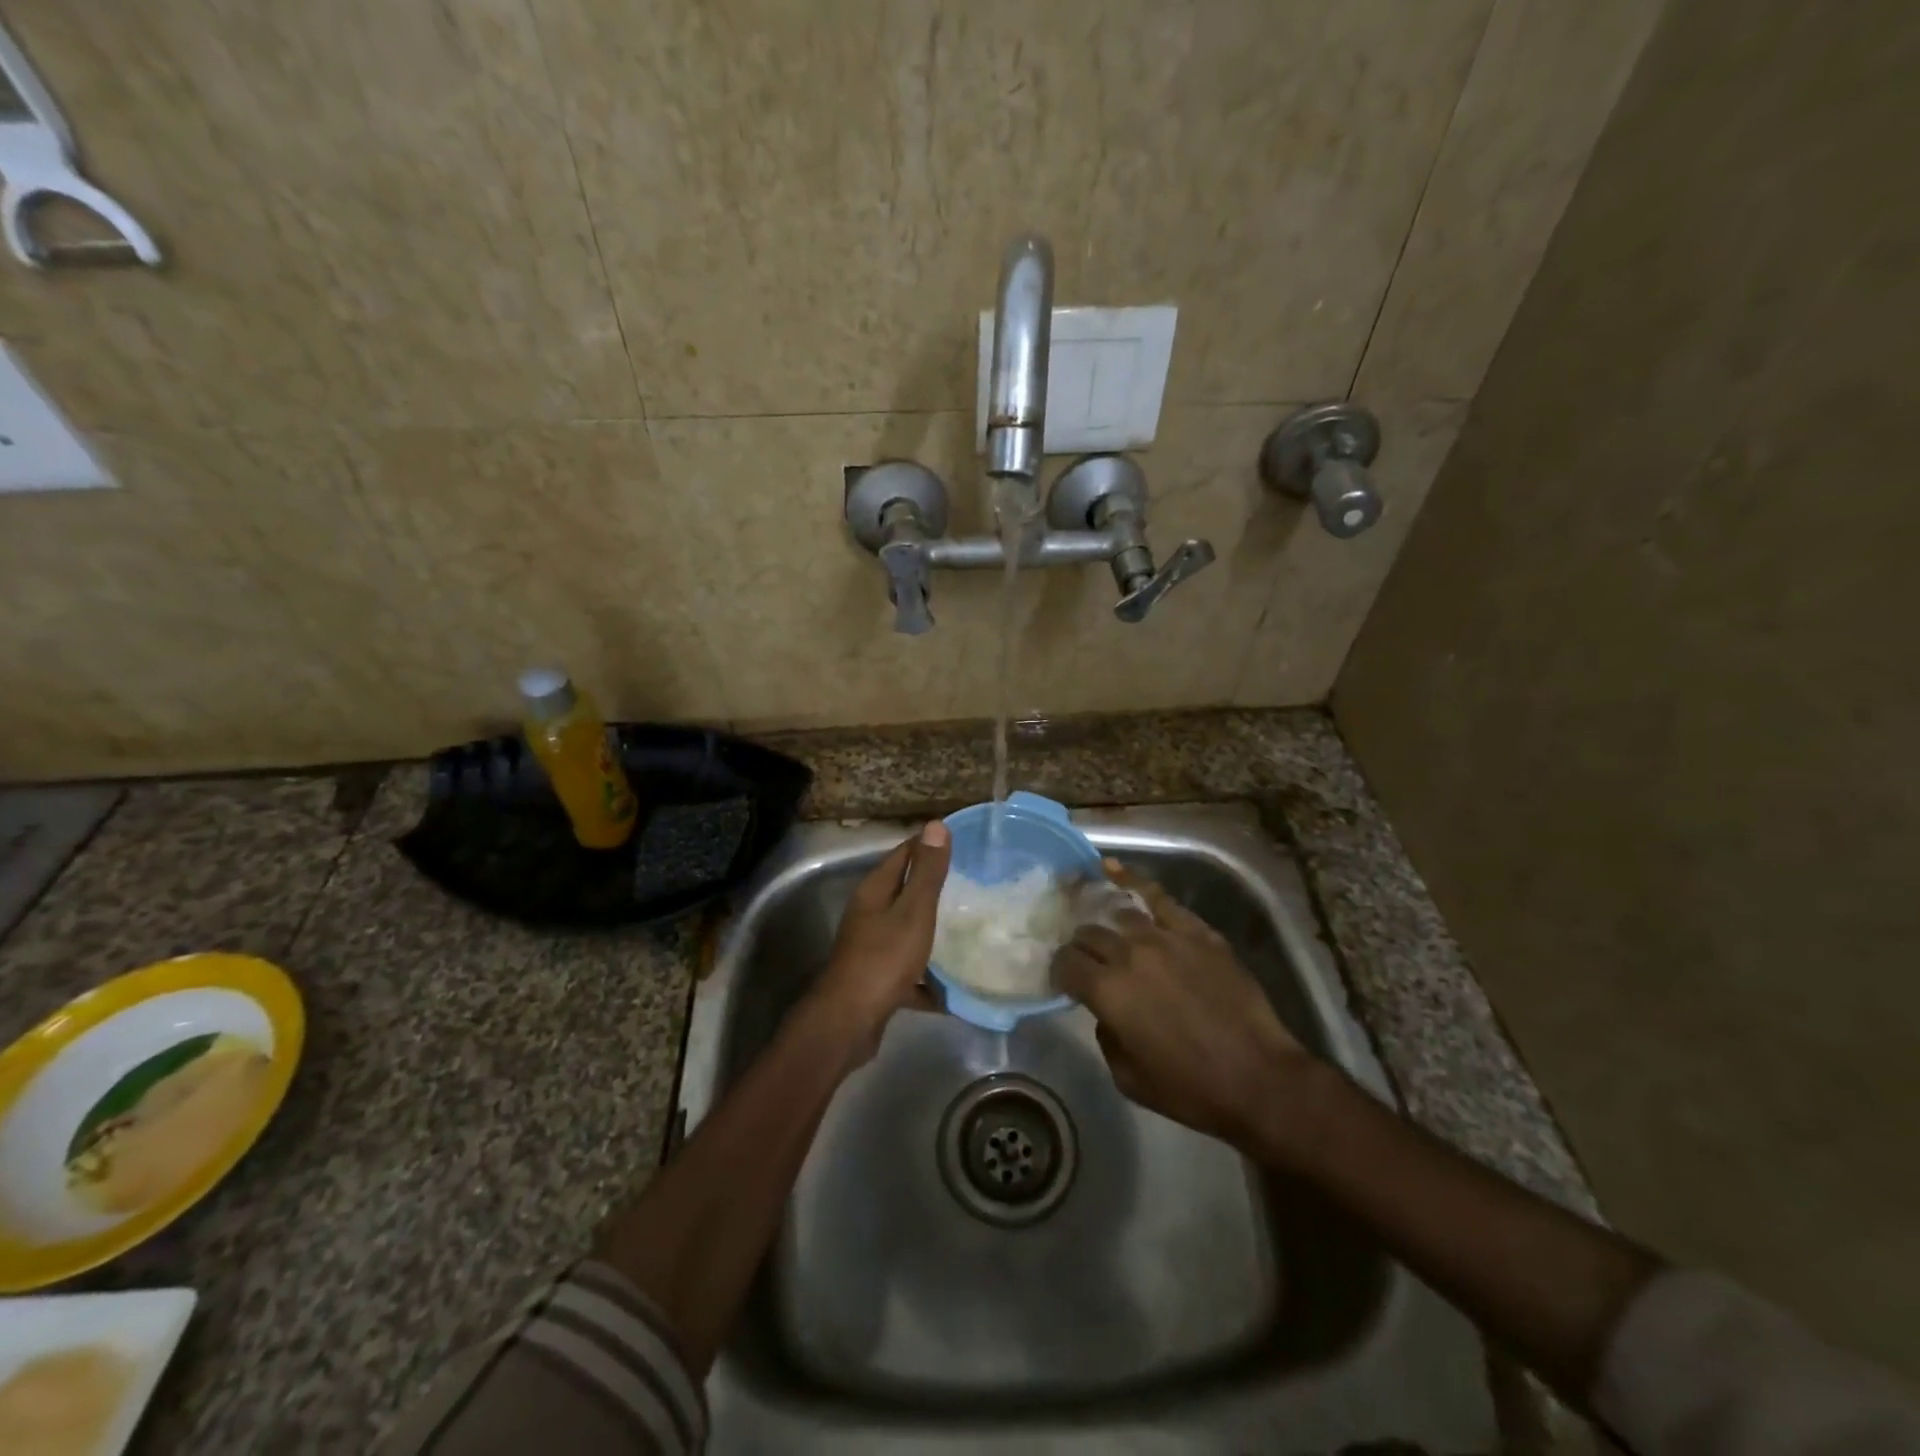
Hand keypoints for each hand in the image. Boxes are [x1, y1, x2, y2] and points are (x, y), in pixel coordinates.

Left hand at [812, 822, 951, 1051]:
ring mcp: (871, 948)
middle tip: (974, 886)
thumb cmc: (884, 959)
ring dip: (933, 932)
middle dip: (935, 889)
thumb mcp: (913, 912)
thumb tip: (936, 824)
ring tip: (970, 931)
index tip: (962, 844)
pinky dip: (929, 978)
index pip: (902, 854)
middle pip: (904, 893)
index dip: (928, 846)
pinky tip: (954, 989)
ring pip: (907, 931)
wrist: (849, 1022)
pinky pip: (910, 971)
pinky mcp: (877, 980)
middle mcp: (869, 914)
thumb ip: (926, 872)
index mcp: (874, 891)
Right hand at [1052, 861, 1320, 1156]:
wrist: (1258, 1078)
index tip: (1064, 980)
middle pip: (1089, 935)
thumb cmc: (1189, 1088)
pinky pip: (1158, 898)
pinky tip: (1113, 870)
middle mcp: (1129, 954)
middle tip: (1087, 961)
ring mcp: (1165, 937)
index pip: (1066, 963)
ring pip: (1120, 914)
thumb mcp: (1127, 1076)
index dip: (1059, 971)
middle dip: (1081, 948)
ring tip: (1103, 923)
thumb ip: (1106, 1035)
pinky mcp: (1196, 932)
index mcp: (1107, 990)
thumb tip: (1107, 1010)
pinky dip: (1133, 881)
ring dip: (1106, 922)